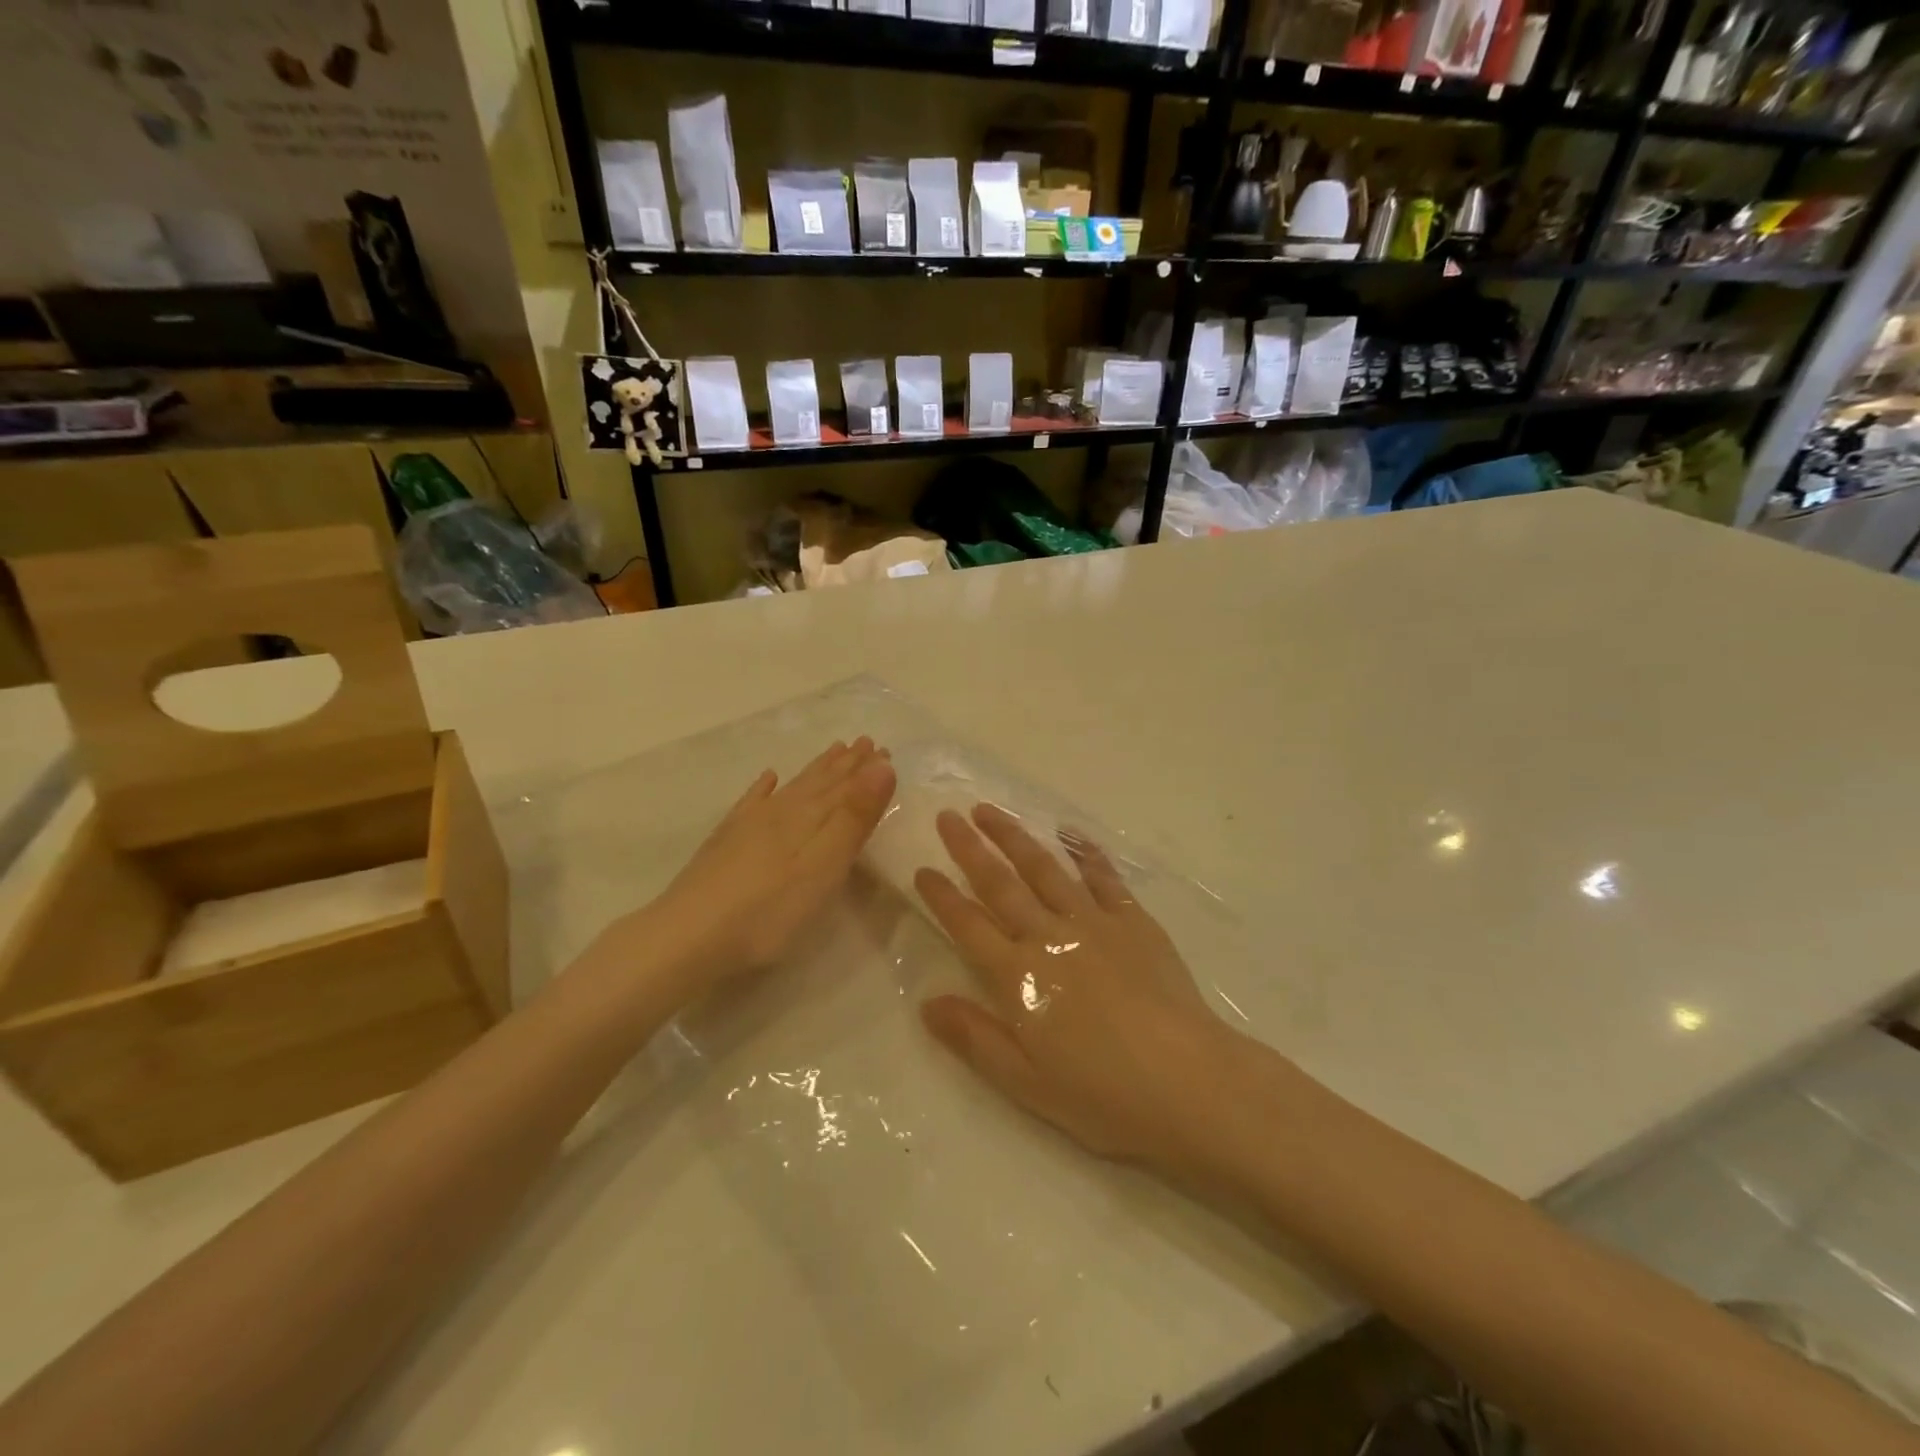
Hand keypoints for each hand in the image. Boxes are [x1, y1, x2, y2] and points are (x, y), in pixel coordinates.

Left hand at [639, 738, 896, 994]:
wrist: (688, 936)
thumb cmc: (768, 910)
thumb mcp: (824, 866)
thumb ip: (854, 817)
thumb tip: (882, 766)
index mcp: (808, 818)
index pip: (845, 787)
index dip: (866, 770)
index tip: (884, 749)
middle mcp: (780, 812)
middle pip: (819, 782)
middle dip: (845, 764)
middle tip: (864, 742)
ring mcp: (749, 825)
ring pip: (791, 788)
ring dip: (815, 770)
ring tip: (832, 751)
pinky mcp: (725, 843)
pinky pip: (751, 803)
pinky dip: (764, 788)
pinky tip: (768, 779)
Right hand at [915, 804, 1243, 1174]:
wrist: (1187, 1081)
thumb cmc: (1101, 1093)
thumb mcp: (1025, 1081)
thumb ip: (974, 1037)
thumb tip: (926, 1003)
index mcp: (1017, 976)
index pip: (967, 925)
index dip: (941, 896)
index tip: (921, 869)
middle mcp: (1048, 936)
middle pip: (1000, 883)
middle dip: (969, 848)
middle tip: (948, 816)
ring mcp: (1093, 922)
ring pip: (1044, 868)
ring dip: (1014, 837)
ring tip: (990, 811)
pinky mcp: (1132, 920)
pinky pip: (1103, 877)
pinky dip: (1084, 853)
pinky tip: (1070, 835)